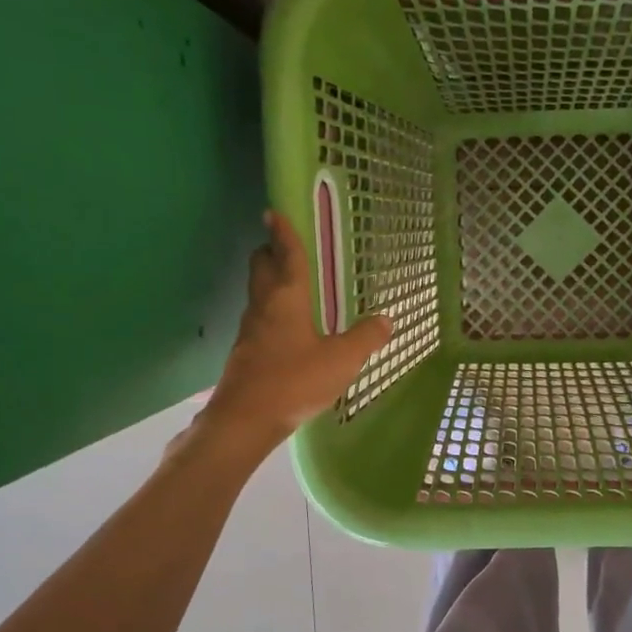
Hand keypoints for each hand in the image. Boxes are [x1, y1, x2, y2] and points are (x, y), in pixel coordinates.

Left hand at [202, 211, 391, 449]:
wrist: (245, 419)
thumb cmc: (294, 381)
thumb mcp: (341, 360)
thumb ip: (365, 338)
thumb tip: (386, 320)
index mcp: (287, 299)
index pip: (286, 256)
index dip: (283, 233)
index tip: (274, 212)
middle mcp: (264, 307)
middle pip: (261, 268)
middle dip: (269, 252)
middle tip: (282, 247)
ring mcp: (250, 331)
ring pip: (257, 294)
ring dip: (269, 282)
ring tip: (289, 286)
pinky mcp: (245, 353)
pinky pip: (258, 320)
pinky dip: (270, 312)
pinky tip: (286, 330)